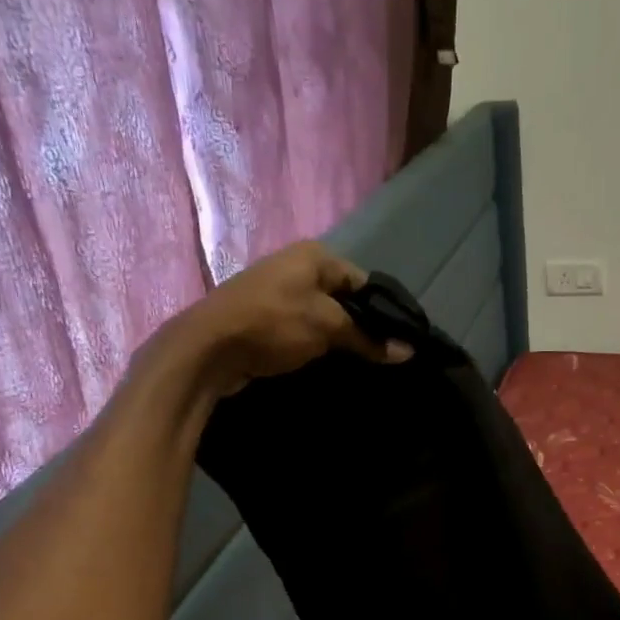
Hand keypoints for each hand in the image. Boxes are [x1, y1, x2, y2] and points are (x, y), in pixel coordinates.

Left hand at [170, 242, 411, 394]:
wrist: (210, 347)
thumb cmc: (274, 324)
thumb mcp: (328, 327)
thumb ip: (368, 338)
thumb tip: (408, 351)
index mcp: (315, 255)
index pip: (363, 281)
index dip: (383, 310)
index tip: (399, 340)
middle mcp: (297, 266)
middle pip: (343, 299)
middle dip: (362, 326)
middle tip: (383, 356)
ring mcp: (278, 292)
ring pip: (323, 316)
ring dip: (340, 339)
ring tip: (361, 365)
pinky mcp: (265, 319)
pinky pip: (303, 329)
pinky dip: (317, 345)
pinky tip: (329, 365)